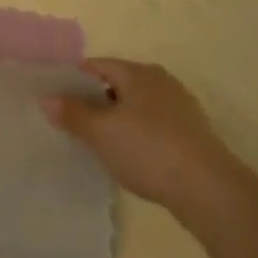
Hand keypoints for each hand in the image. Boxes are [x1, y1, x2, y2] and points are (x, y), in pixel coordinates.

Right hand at [41, 59, 252, 227]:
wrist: (211, 191)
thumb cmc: (149, 150)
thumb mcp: (101, 132)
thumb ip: (72, 113)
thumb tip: (46, 98)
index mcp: (137, 72)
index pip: (95, 66)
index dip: (73, 81)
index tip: (57, 101)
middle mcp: (161, 82)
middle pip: (117, 85)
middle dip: (95, 101)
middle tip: (74, 123)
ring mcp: (181, 108)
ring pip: (136, 107)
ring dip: (117, 120)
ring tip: (100, 142)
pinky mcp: (193, 134)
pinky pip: (154, 126)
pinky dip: (138, 135)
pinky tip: (132, 156)